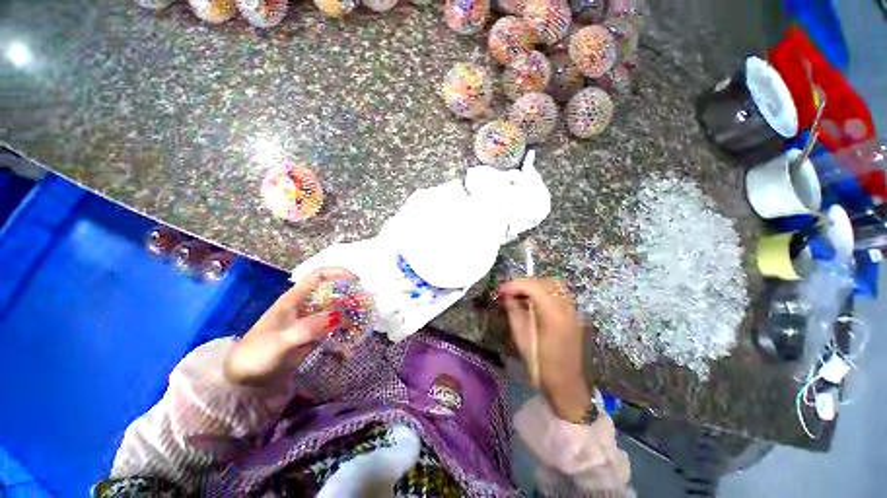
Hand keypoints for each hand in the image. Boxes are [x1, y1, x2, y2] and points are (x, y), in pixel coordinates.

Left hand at [224, 267, 354, 385]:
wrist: (244, 380)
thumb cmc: (258, 354)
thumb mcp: (281, 341)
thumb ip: (308, 328)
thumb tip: (339, 317)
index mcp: (294, 299)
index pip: (319, 276)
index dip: (338, 273)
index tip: (355, 281)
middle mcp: (304, 305)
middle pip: (331, 291)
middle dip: (349, 295)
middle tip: (364, 305)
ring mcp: (309, 321)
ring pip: (334, 310)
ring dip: (348, 315)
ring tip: (361, 325)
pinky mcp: (312, 335)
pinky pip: (332, 329)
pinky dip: (343, 334)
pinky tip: (349, 347)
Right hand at [498, 278, 591, 422]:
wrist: (566, 383)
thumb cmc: (541, 364)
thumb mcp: (521, 337)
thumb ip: (513, 311)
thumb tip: (505, 294)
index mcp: (553, 315)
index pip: (533, 287)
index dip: (515, 284)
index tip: (501, 289)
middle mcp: (567, 307)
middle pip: (544, 282)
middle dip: (523, 283)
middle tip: (508, 291)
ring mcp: (573, 310)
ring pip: (553, 285)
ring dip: (534, 285)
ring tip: (519, 294)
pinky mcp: (574, 313)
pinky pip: (558, 293)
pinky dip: (543, 291)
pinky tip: (532, 300)